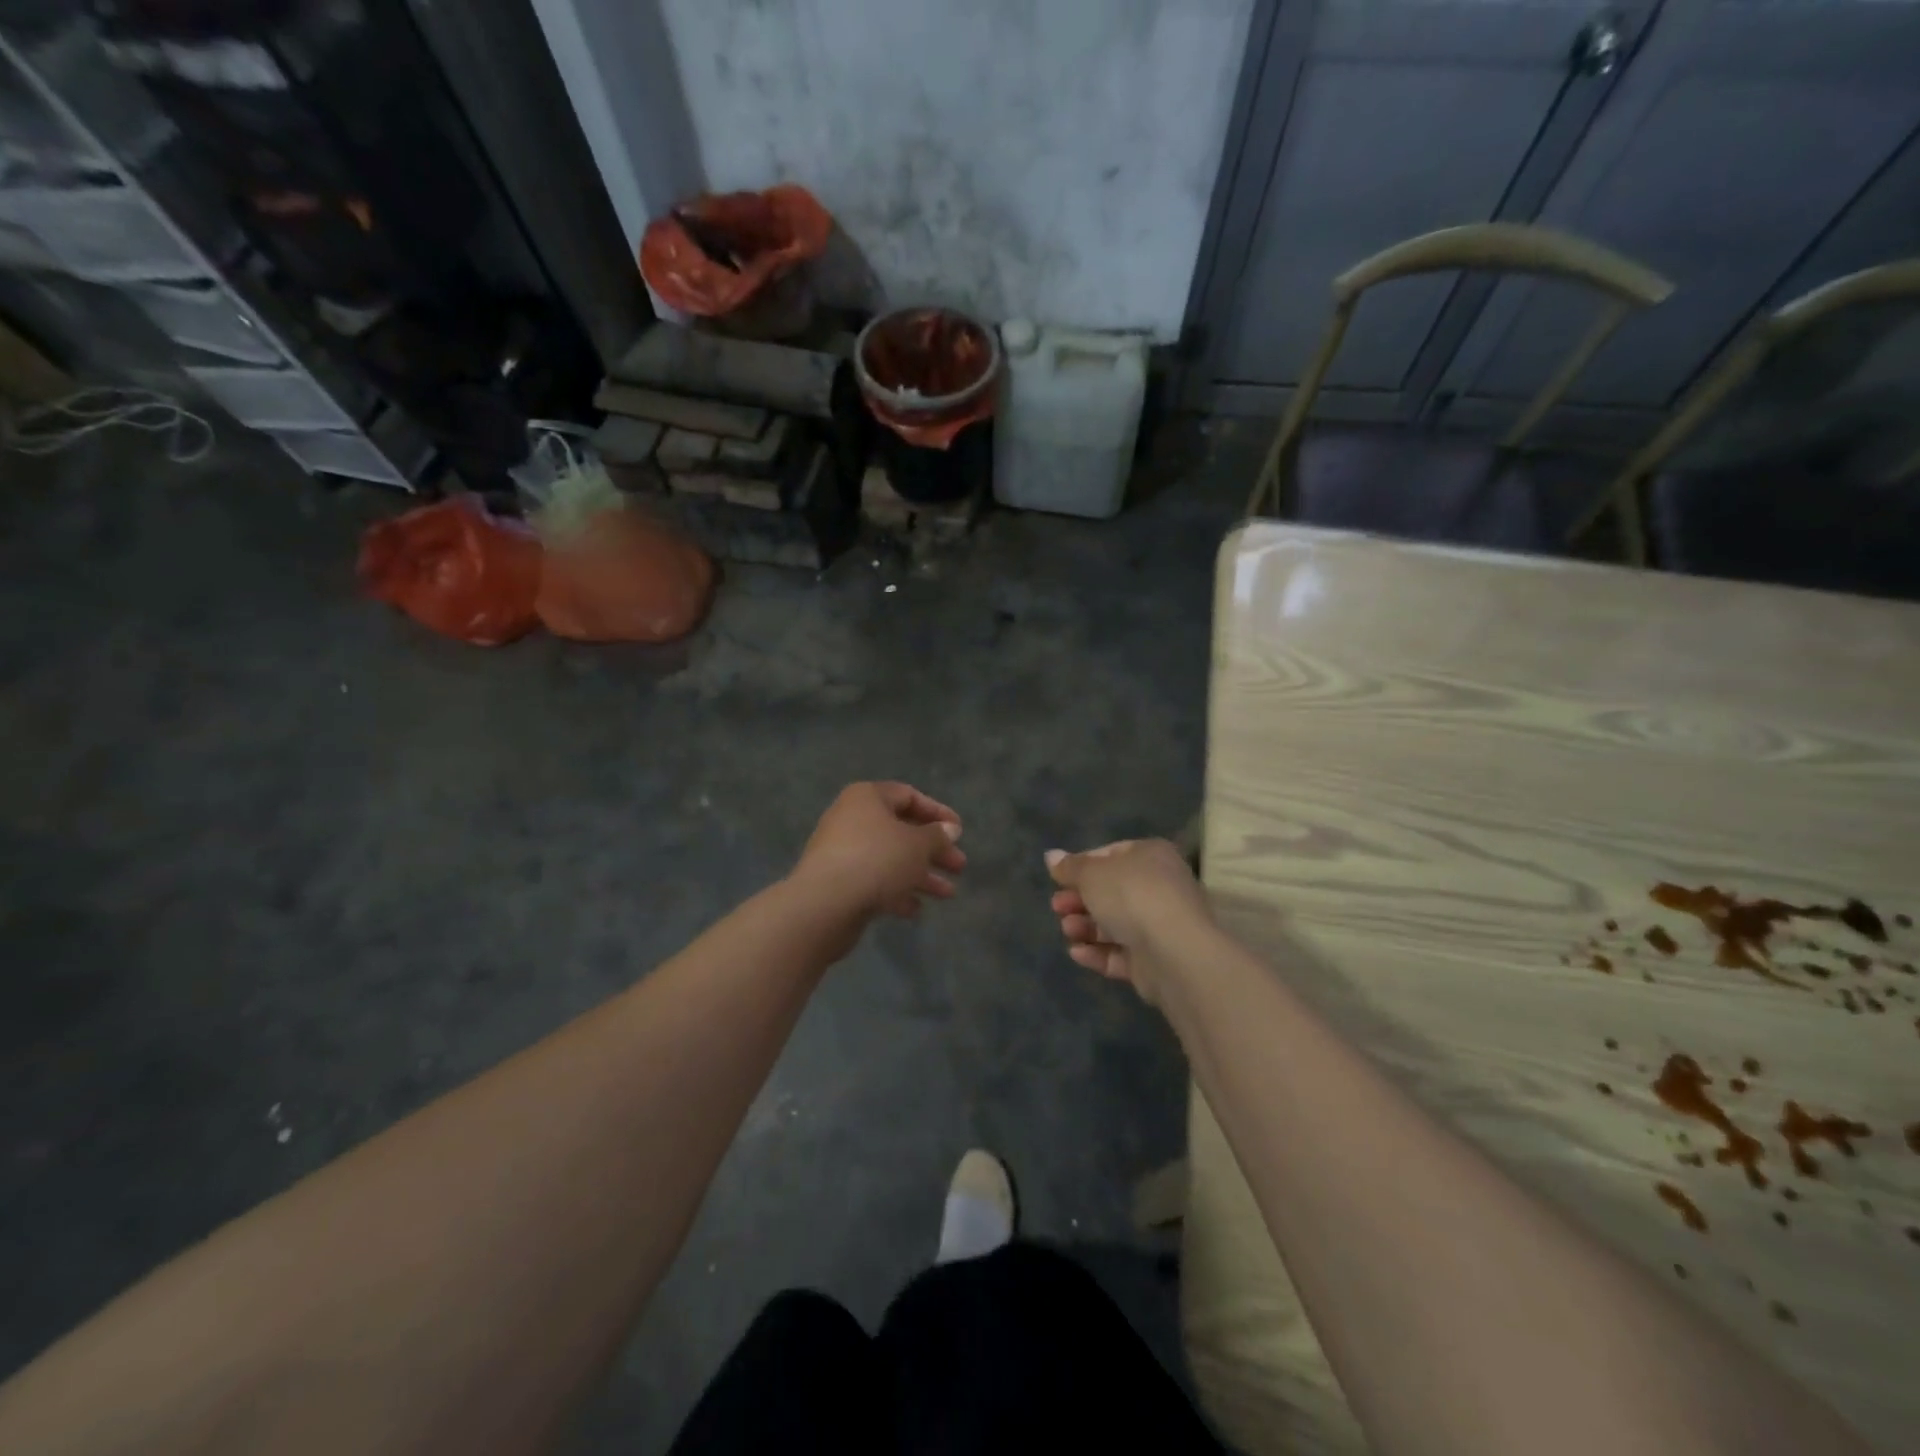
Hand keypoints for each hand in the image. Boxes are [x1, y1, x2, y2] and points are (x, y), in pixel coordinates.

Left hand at [791, 782, 965, 922]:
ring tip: (948, 895)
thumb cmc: (876, 860)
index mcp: (867, 798)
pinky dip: (896, 892)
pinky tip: (915, 909)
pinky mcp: (838, 882)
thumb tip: (949, 829)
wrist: (824, 904)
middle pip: (901, 830)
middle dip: (933, 850)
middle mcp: (852, 819)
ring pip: (890, 859)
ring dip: (921, 875)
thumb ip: (937, 836)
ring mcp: (842, 852)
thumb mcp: (917, 845)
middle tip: (959, 866)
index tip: (960, 831)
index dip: (937, 812)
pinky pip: (874, 881)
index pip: (909, 796)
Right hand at [1046, 839, 1210, 1001]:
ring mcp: (1159, 926)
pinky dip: (1097, 952)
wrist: (1174, 951)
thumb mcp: (1092, 873)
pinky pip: (1121, 953)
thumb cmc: (1131, 896)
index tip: (1059, 879)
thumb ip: (1070, 867)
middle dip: (1080, 900)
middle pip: (1111, 892)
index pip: (1111, 854)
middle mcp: (1160, 886)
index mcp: (1150, 856)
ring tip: (1067, 929)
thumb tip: (1051, 856)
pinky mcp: (1155, 960)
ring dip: (1085, 926)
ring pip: (1115, 924)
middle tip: (1057, 907)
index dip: (1082, 866)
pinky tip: (1077, 953)